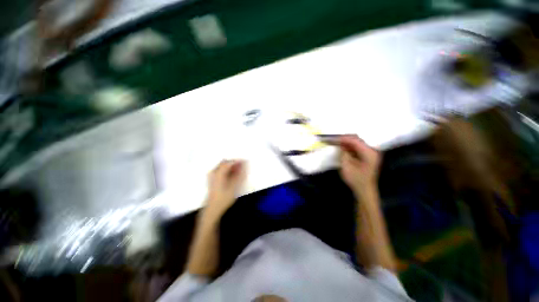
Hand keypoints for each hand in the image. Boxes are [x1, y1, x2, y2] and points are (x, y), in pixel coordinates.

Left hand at [204, 160, 246, 218]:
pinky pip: (221, 170)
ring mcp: (212, 175)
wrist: (213, 209)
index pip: (230, 162)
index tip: (246, 162)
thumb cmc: (224, 198)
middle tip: (243, 168)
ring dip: (232, 167)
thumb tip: (245, 165)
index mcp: (218, 172)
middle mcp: (214, 171)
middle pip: (226, 162)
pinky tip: (233, 177)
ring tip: (239, 173)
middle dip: (235, 164)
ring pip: (223, 166)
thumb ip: (241, 174)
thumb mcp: (235, 186)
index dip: (239, 161)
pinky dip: (228, 171)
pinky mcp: (212, 179)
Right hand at [339, 135, 380, 195]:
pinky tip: (343, 148)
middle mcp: (372, 150)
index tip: (332, 138)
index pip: (355, 141)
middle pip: (357, 140)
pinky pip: (358, 147)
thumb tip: (341, 145)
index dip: (343, 138)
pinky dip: (350, 147)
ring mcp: (371, 153)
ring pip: (357, 143)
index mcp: (369, 153)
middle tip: (334, 140)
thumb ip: (343, 154)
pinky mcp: (368, 156)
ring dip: (347, 142)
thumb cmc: (355, 180)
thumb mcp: (346, 167)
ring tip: (336, 143)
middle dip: (345, 139)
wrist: (365, 190)